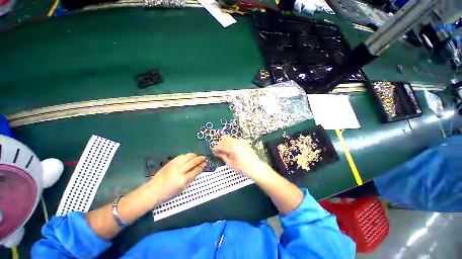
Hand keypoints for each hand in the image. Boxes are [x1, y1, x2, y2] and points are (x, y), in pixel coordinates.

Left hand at [149, 153, 205, 201]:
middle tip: (204, 157)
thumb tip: (198, 170)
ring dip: (194, 155)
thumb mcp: (183, 188)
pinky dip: (187, 155)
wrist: (154, 189)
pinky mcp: (171, 162)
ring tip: (198, 156)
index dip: (202, 166)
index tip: (205, 163)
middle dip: (200, 159)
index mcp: (183, 180)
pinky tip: (189, 156)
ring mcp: (175, 165)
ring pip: (188, 156)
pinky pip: (181, 156)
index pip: (196, 170)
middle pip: (193, 162)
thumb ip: (191, 178)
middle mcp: (180, 170)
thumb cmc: (169, 192)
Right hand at [212, 136, 263, 178]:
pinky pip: (234, 140)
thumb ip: (223, 155)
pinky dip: (229, 143)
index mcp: (233, 146)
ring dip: (224, 143)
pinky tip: (229, 150)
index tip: (212, 151)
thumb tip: (216, 152)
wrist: (256, 168)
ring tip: (223, 151)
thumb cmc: (243, 168)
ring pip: (229, 139)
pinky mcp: (244, 142)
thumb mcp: (230, 163)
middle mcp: (237, 141)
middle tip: (217, 151)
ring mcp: (241, 141)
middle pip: (224, 139)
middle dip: (219, 144)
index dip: (215, 148)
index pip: (221, 145)